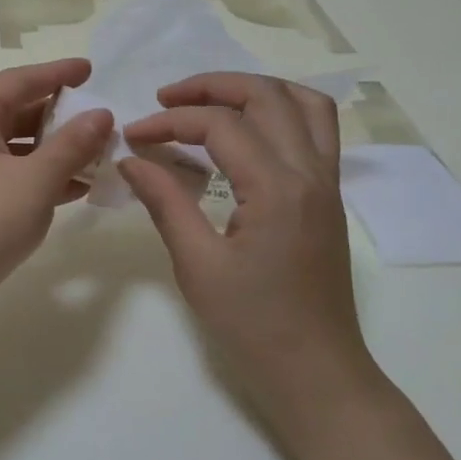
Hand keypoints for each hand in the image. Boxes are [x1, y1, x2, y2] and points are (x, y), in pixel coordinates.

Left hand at [0, 59, 112, 329]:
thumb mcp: (36, 180)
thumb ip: (73, 144)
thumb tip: (101, 114)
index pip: (20, 80)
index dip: (58, 74)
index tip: (90, 69)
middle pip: (14, 111)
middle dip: (59, 117)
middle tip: (100, 118)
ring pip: (10, 147)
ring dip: (51, 152)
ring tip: (96, 156)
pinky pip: (2, 175)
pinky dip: (34, 178)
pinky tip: (72, 189)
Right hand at [118, 72, 376, 415]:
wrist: (317, 372)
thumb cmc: (253, 325)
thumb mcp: (197, 265)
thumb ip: (165, 201)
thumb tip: (131, 158)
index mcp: (277, 189)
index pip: (220, 125)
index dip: (170, 122)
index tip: (133, 137)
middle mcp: (311, 173)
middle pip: (266, 96)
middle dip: (210, 86)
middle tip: (165, 99)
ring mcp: (328, 182)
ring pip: (303, 103)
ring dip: (253, 89)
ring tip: (209, 100)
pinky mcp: (329, 196)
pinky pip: (316, 129)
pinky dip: (281, 110)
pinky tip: (248, 128)